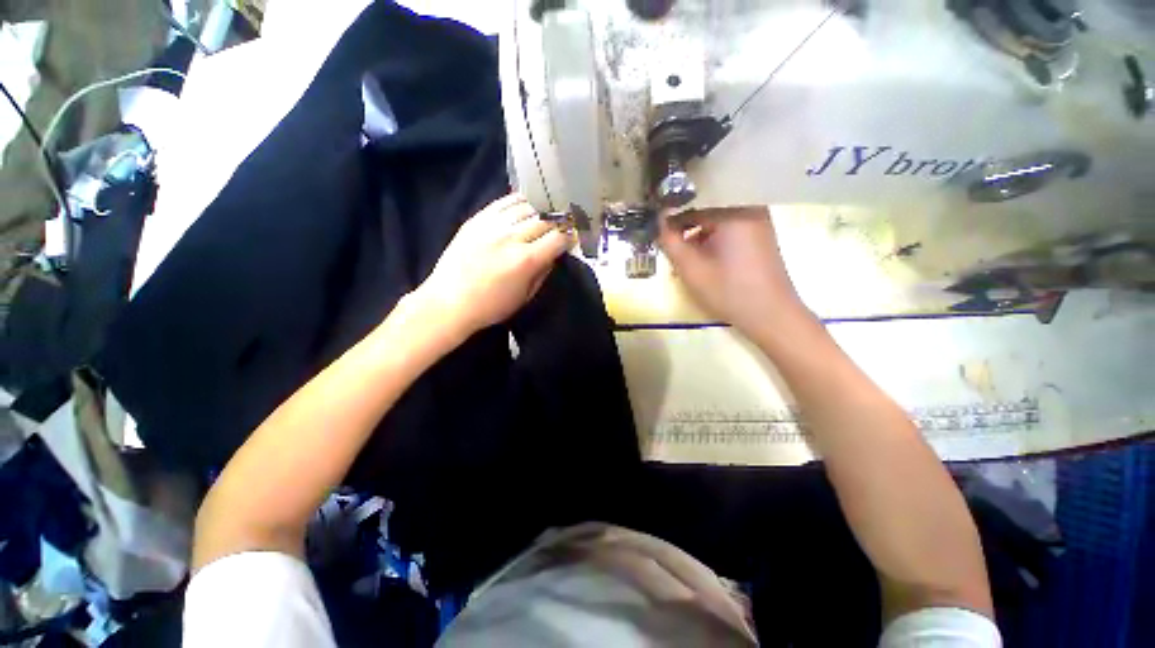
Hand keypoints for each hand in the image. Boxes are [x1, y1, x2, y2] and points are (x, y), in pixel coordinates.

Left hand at [411, 193, 572, 342]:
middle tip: (560, 228)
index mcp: (526, 260)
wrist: (449, 302)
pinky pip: (504, 202)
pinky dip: (519, 202)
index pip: (558, 238)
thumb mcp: (525, 297)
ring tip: (543, 218)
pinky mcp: (477, 219)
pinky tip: (525, 207)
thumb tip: (554, 254)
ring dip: (540, 212)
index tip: (571, 240)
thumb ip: (543, 273)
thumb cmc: (491, 307)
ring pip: (526, 207)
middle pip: (544, 220)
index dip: (569, 238)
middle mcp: (511, 237)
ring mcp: (492, 225)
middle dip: (557, 224)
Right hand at [658, 207, 806, 338]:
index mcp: (733, 210)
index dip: (671, 212)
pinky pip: (728, 228)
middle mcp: (748, 207)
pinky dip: (711, 239)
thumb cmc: (728, 291)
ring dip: (696, 233)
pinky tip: (702, 258)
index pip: (692, 199)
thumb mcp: (690, 268)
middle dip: (684, 224)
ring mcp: (757, 221)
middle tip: (668, 243)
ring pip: (716, 219)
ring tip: (683, 255)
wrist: (771, 316)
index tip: (656, 227)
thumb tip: (659, 220)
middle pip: (705, 207)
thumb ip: (669, 240)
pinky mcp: (759, 235)